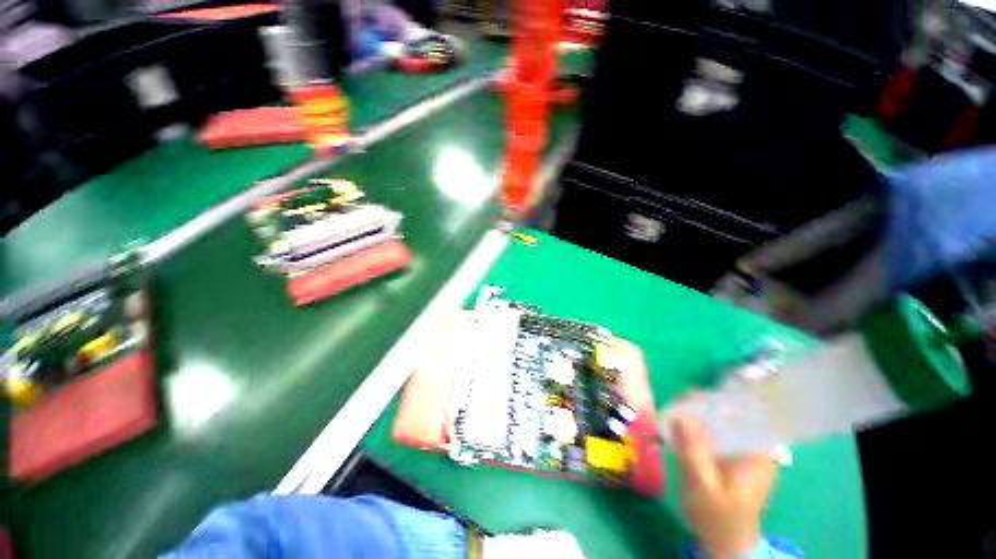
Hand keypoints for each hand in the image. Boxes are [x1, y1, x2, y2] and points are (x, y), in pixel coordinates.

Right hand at [669, 414, 776, 558]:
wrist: (722, 540)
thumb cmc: (717, 517)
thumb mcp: (703, 486)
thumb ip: (694, 451)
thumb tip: (680, 414)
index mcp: (757, 453)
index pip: (742, 412)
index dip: (715, 400)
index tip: (686, 398)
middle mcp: (752, 445)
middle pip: (727, 412)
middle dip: (699, 405)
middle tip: (672, 406)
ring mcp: (739, 448)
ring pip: (717, 419)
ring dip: (694, 413)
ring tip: (671, 413)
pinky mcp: (726, 451)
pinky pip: (710, 429)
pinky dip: (693, 424)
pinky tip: (676, 425)